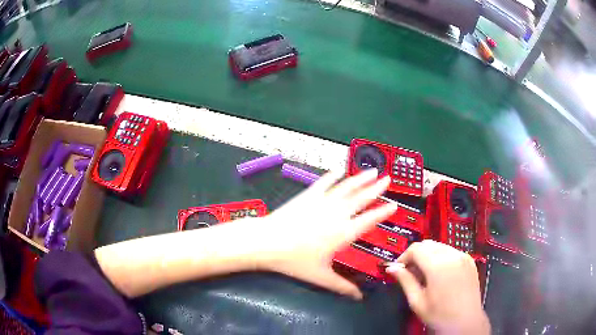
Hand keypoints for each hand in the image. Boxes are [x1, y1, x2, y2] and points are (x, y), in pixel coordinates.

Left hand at [257, 169, 396, 299]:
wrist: (268, 242)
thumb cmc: (295, 261)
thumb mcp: (321, 276)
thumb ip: (342, 286)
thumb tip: (358, 297)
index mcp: (344, 233)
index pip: (370, 220)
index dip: (383, 212)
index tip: (394, 204)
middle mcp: (337, 214)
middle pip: (361, 198)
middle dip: (376, 188)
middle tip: (387, 179)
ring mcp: (322, 201)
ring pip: (346, 187)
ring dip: (360, 178)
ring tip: (372, 171)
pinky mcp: (308, 195)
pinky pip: (324, 182)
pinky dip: (332, 175)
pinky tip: (338, 170)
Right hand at [386, 240, 489, 334]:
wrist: (465, 321)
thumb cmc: (439, 315)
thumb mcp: (417, 301)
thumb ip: (405, 281)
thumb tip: (392, 268)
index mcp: (438, 265)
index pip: (416, 248)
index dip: (404, 257)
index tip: (398, 269)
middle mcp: (452, 255)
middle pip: (428, 244)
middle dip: (416, 255)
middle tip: (410, 272)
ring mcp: (463, 256)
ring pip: (440, 246)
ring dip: (428, 255)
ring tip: (424, 274)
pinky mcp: (469, 260)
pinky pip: (451, 251)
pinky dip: (441, 257)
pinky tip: (439, 274)